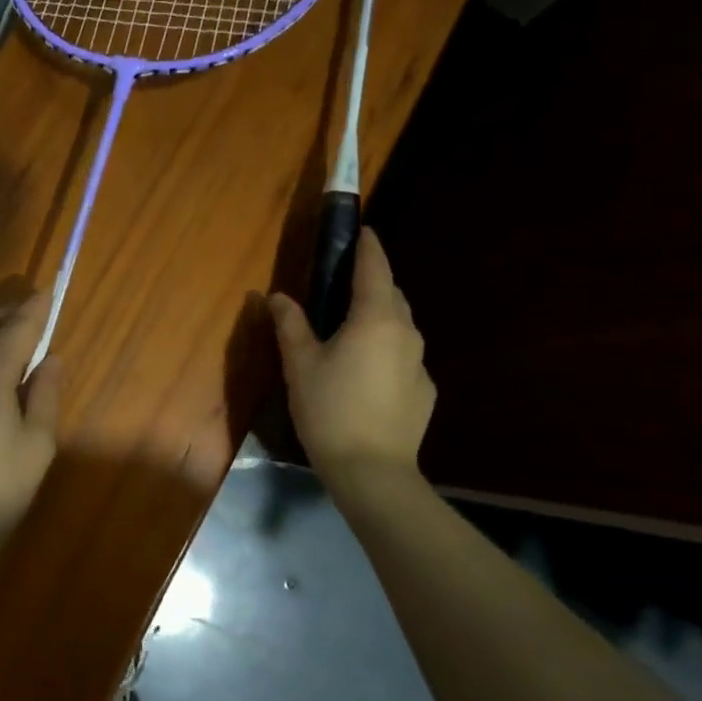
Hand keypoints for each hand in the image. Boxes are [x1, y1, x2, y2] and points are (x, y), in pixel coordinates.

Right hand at [268, 227, 434, 484]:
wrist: (373, 471)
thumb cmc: (329, 410)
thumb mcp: (300, 364)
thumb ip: (290, 325)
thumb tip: (277, 297)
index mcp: (375, 318)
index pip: (375, 268)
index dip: (368, 246)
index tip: (363, 230)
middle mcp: (406, 333)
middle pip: (392, 295)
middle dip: (373, 283)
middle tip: (345, 286)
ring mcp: (420, 363)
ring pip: (400, 326)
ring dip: (380, 318)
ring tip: (352, 330)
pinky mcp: (425, 390)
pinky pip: (404, 357)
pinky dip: (387, 351)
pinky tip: (366, 375)